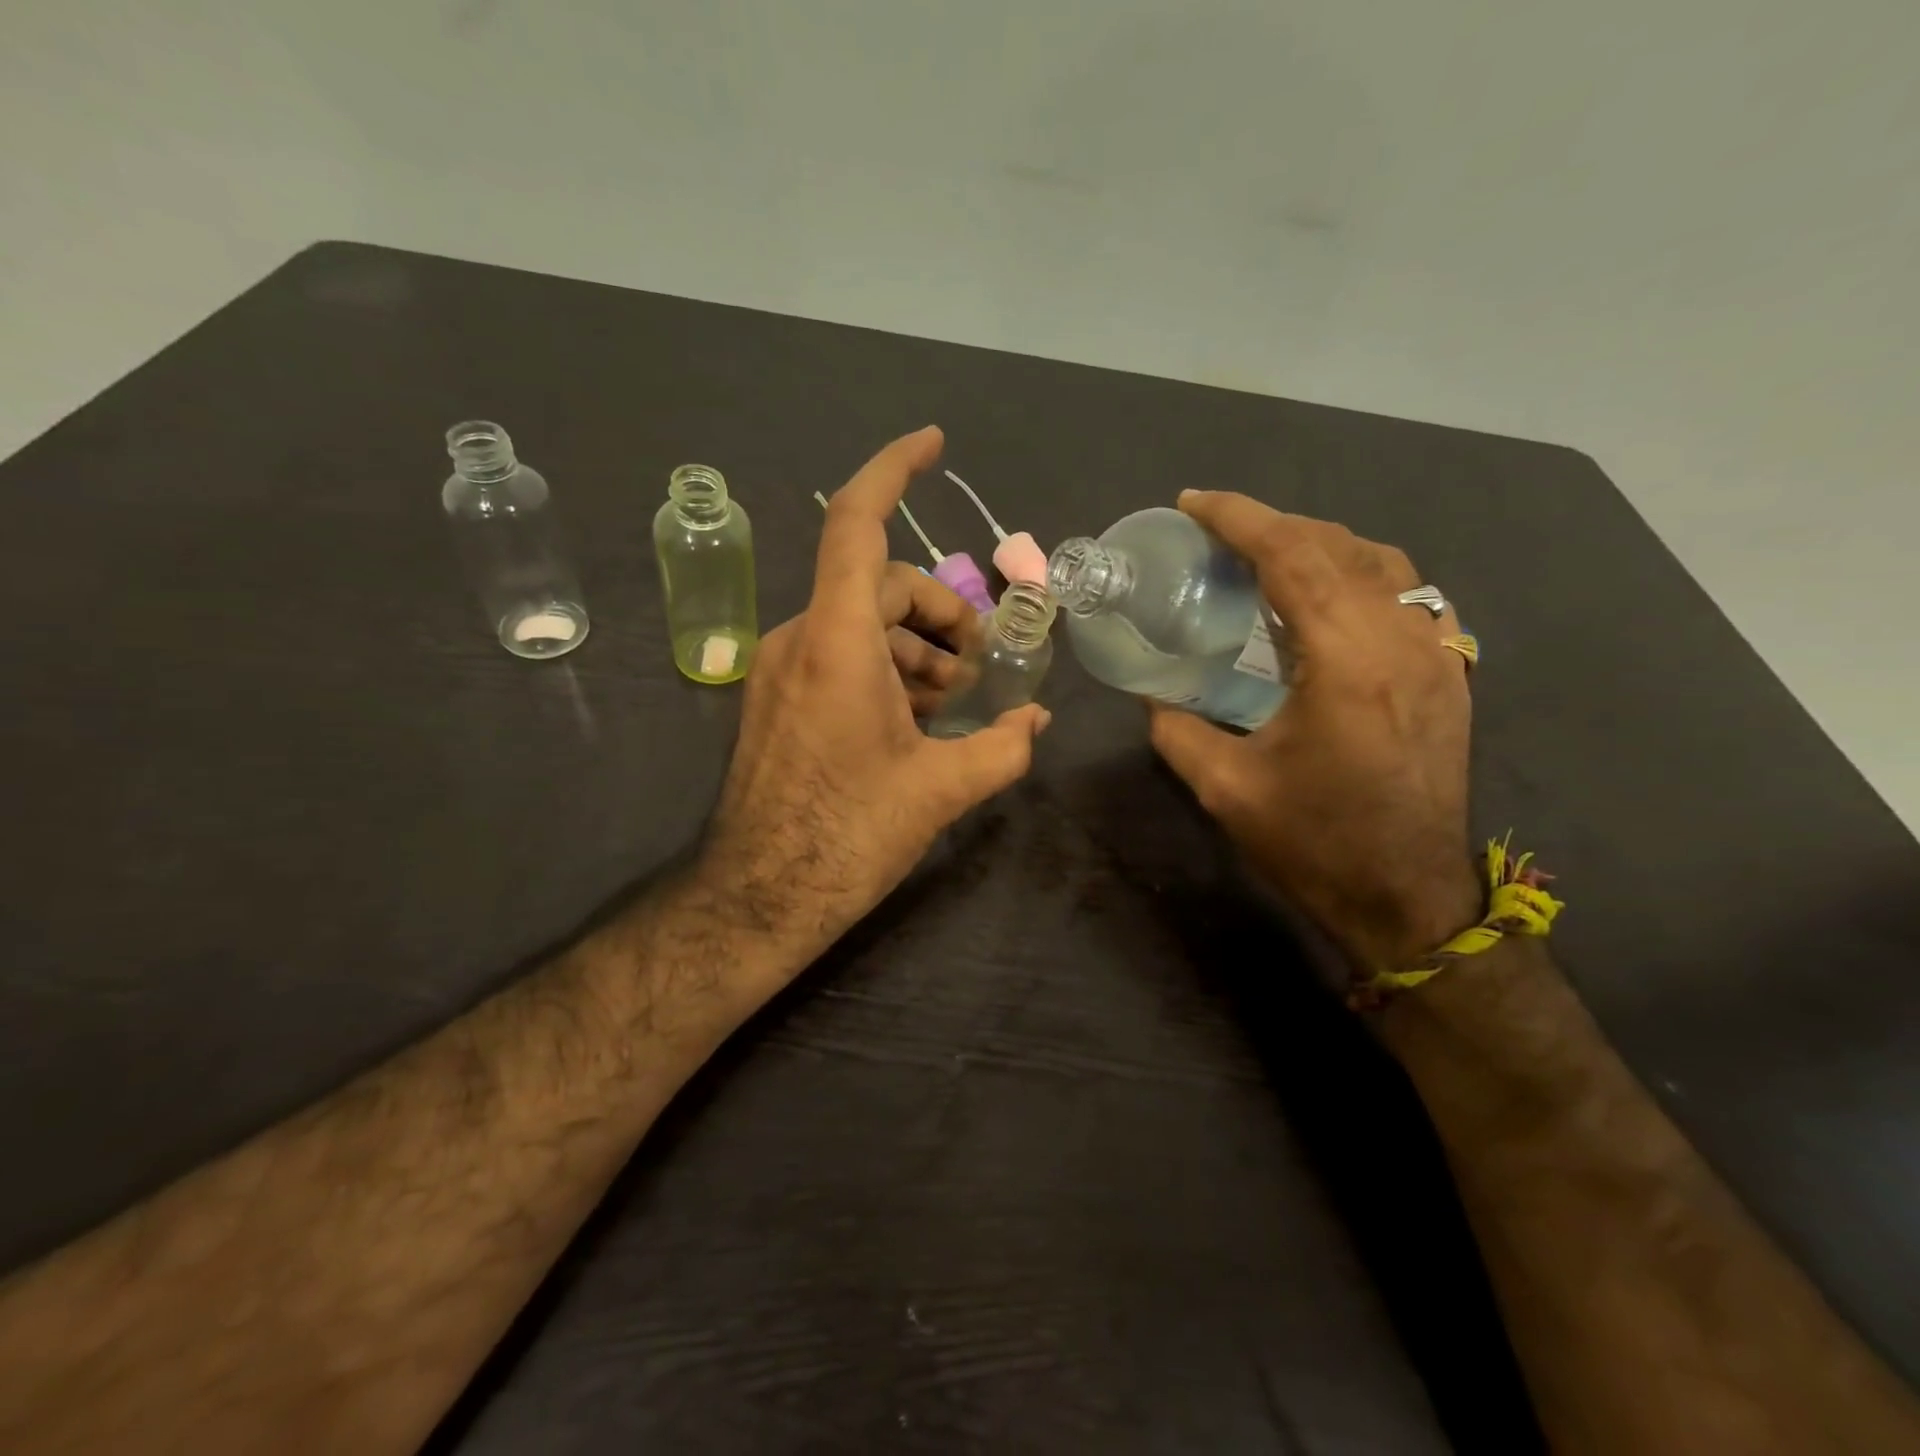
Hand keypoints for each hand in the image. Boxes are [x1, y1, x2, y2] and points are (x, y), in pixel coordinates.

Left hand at [700, 427, 1050, 956]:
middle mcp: (801, 639)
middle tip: (982, 667)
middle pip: (882, 584)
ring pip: (862, 622)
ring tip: (954, 701)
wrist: (757, 896)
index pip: (856, 525)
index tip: (933, 444)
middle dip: (942, 614)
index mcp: (837, 643)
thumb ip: (1001, 747)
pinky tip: (914, 716)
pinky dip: (884, 667)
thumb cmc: (847, 837)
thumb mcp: (940, 790)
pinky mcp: (775, 697)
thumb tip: (1038, 721)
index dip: (893, 471)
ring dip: (917, 646)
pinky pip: (838, 654)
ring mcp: (781, 668)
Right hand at [1148, 492, 1481, 976]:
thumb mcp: (1225, 788)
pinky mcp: (1451, 672)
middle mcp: (1401, 639)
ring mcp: (1437, 652)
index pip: (1292, 555)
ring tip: (1267, 556)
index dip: (1239, 518)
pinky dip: (1360, 573)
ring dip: (1318, 544)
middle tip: (1217, 535)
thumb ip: (1176, 729)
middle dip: (1272, 525)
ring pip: (1381, 562)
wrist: (1407, 897)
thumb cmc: (1314, 843)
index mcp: (1345, 660)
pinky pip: (1407, 593)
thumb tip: (1153, 694)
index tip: (1194, 503)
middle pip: (1337, 545)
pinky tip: (1328, 596)